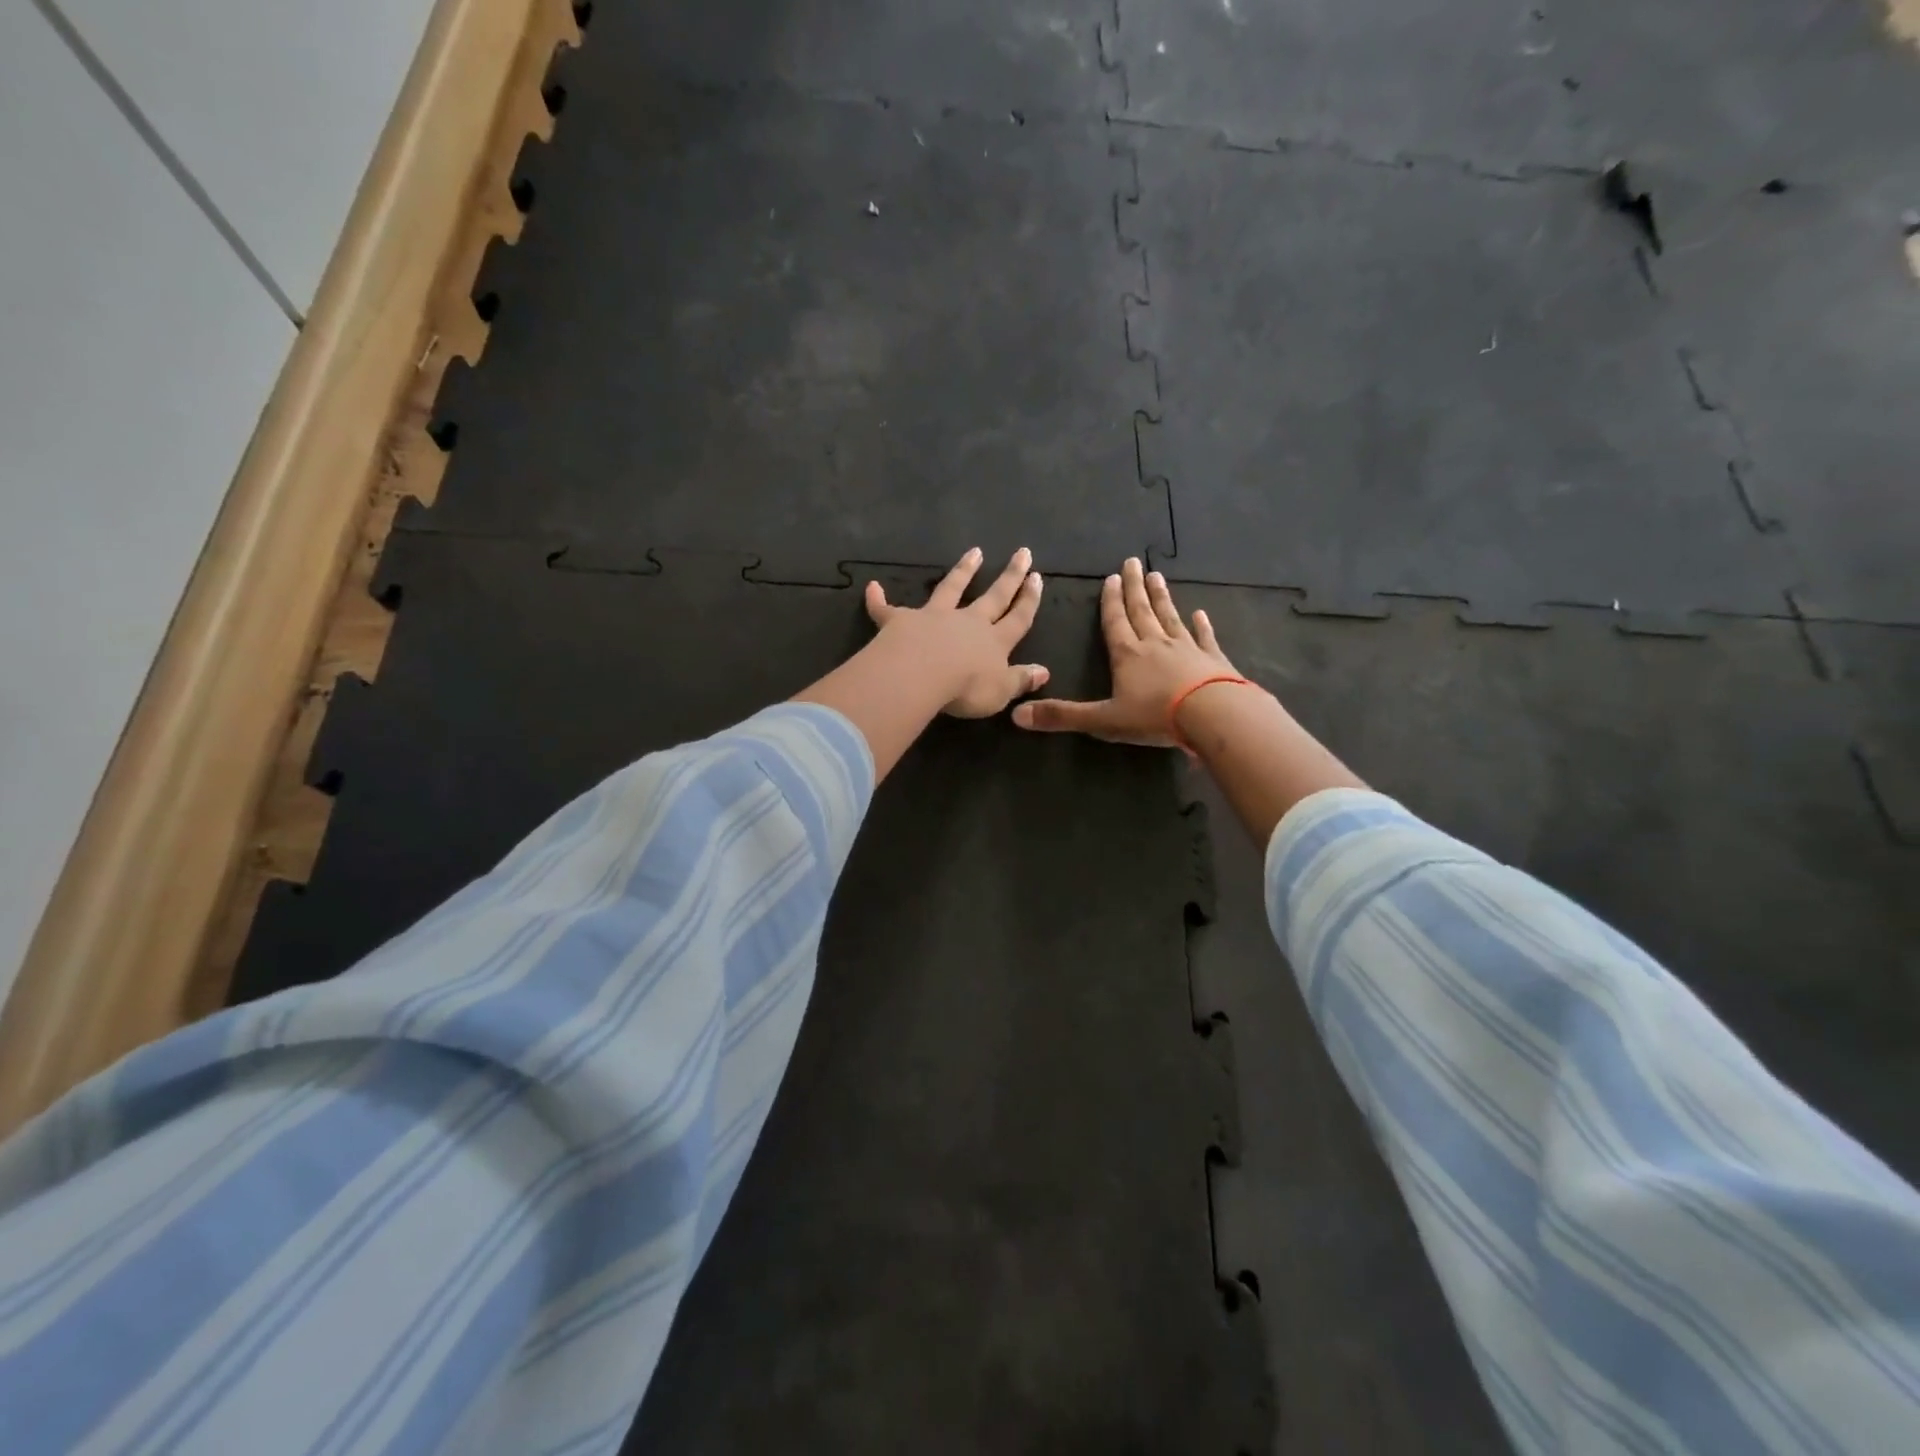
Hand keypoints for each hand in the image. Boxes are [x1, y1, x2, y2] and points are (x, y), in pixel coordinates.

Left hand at [865, 547, 1049, 717]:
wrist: (922, 674)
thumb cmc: (966, 688)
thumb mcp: (1001, 691)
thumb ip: (1021, 680)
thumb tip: (1044, 672)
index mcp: (994, 642)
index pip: (1018, 619)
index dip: (1029, 600)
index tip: (1037, 578)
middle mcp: (967, 622)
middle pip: (994, 596)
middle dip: (1010, 576)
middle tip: (1023, 552)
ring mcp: (934, 617)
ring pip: (951, 589)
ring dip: (963, 570)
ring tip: (974, 552)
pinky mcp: (901, 621)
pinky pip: (886, 609)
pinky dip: (878, 599)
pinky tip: (871, 588)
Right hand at [1012, 557, 1238, 746]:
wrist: (1212, 715)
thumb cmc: (1155, 716)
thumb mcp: (1103, 720)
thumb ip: (1063, 716)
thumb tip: (1017, 715)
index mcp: (1127, 654)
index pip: (1115, 621)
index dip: (1110, 601)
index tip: (1111, 578)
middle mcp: (1155, 643)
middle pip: (1142, 610)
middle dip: (1134, 588)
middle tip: (1133, 563)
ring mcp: (1187, 648)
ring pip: (1170, 617)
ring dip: (1162, 597)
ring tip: (1157, 577)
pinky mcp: (1213, 659)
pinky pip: (1204, 637)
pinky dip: (1202, 625)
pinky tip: (1200, 613)